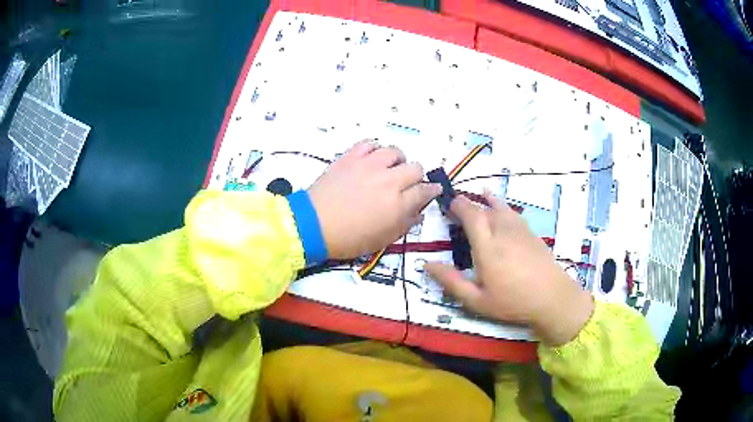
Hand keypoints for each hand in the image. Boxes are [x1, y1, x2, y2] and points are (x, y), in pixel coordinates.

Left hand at [308, 140, 441, 259]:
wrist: (313, 225)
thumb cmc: (349, 238)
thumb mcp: (382, 240)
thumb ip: (405, 224)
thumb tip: (418, 212)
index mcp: (398, 204)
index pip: (425, 191)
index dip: (431, 191)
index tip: (431, 191)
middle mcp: (389, 180)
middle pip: (415, 167)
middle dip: (416, 177)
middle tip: (406, 184)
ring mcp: (369, 165)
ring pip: (395, 151)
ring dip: (397, 161)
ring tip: (388, 169)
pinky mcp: (351, 157)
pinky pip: (370, 143)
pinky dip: (374, 150)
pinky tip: (371, 159)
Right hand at [424, 193, 593, 345]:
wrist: (553, 298)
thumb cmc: (512, 302)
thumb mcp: (477, 300)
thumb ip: (452, 281)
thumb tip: (427, 264)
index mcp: (487, 247)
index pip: (471, 216)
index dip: (459, 205)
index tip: (449, 204)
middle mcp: (503, 232)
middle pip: (485, 209)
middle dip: (470, 206)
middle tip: (459, 210)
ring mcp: (520, 230)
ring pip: (500, 208)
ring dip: (487, 202)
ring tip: (480, 198)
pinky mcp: (531, 233)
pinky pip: (513, 213)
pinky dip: (503, 206)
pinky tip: (502, 209)